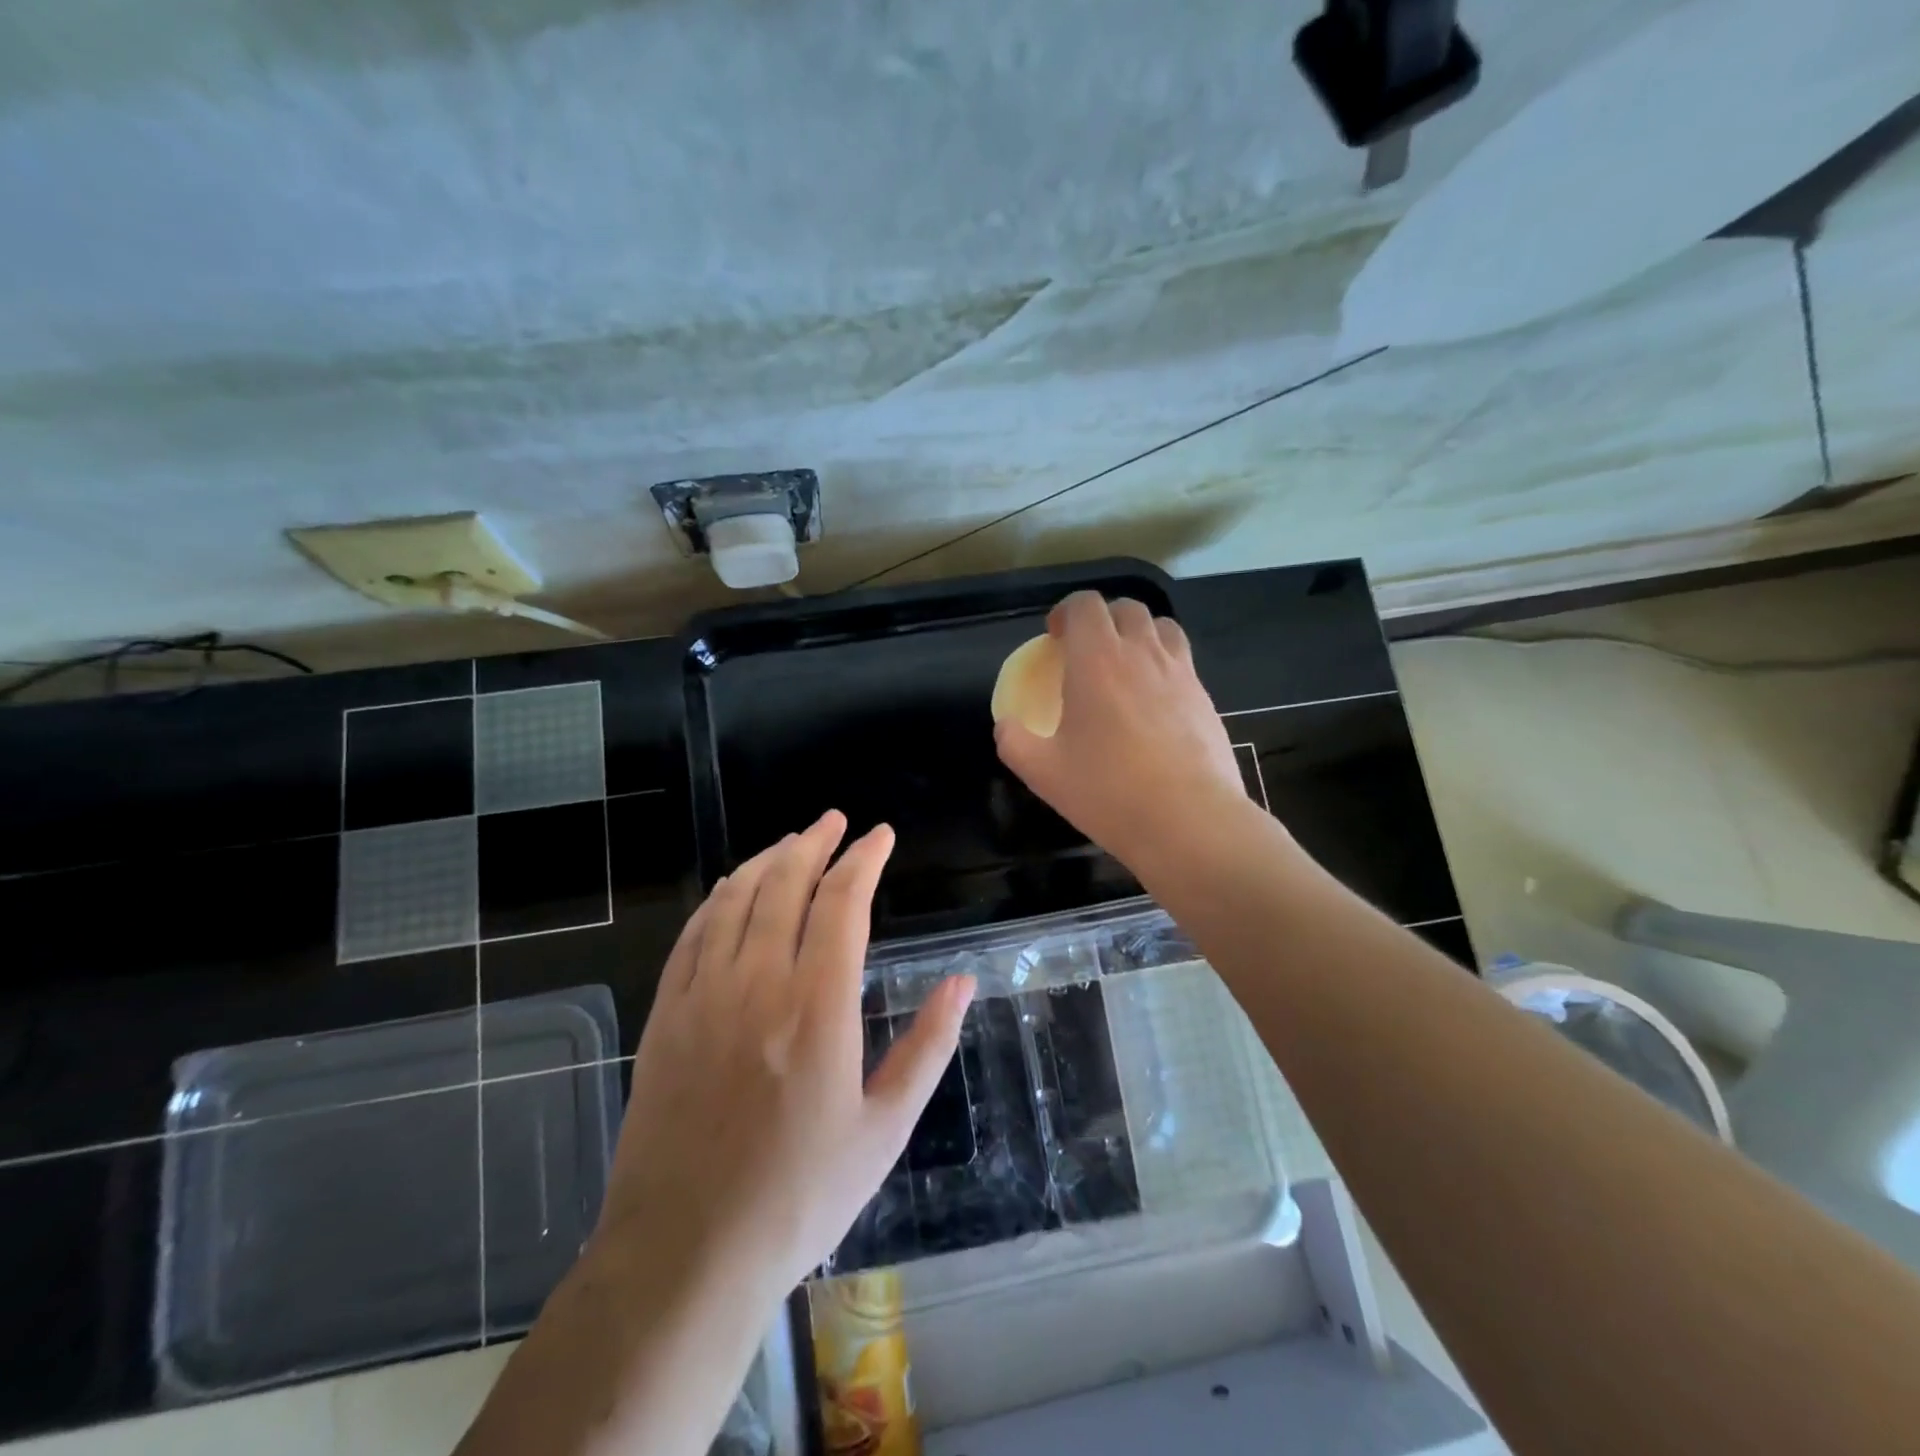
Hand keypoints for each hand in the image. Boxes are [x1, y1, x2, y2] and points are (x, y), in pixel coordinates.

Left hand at [598, 811, 974, 1295]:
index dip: (864, 859)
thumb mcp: (884, 1130)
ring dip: (768, 860)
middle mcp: (758, 983)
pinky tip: (734, 889)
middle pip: (786, 884)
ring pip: (737, 899)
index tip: (880, 836)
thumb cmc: (799, 1196)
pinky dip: (719, 898)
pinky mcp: (666, 1015)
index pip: (843, 902)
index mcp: (818, 1006)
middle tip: (836, 822)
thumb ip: (927, 1047)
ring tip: (792, 841)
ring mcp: (704, 996)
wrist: (684, 1254)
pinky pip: (693, 934)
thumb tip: (961, 983)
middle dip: (815, 843)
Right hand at [995, 592, 1250, 869]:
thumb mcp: (1043, 772)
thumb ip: (1014, 741)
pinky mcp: (1205, 698)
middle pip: (1126, 608)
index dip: (1066, 612)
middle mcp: (1142, 654)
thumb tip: (1006, 726)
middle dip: (1102, 619)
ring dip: (1139, 635)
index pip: (1085, 605)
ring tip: (1125, 667)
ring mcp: (1181, 673)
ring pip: (1163, 628)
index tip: (1054, 638)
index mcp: (1098, 660)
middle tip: (1086, 652)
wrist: (1187, 821)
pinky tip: (1154, 704)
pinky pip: (1183, 662)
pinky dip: (1164, 665)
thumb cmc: (1107, 791)